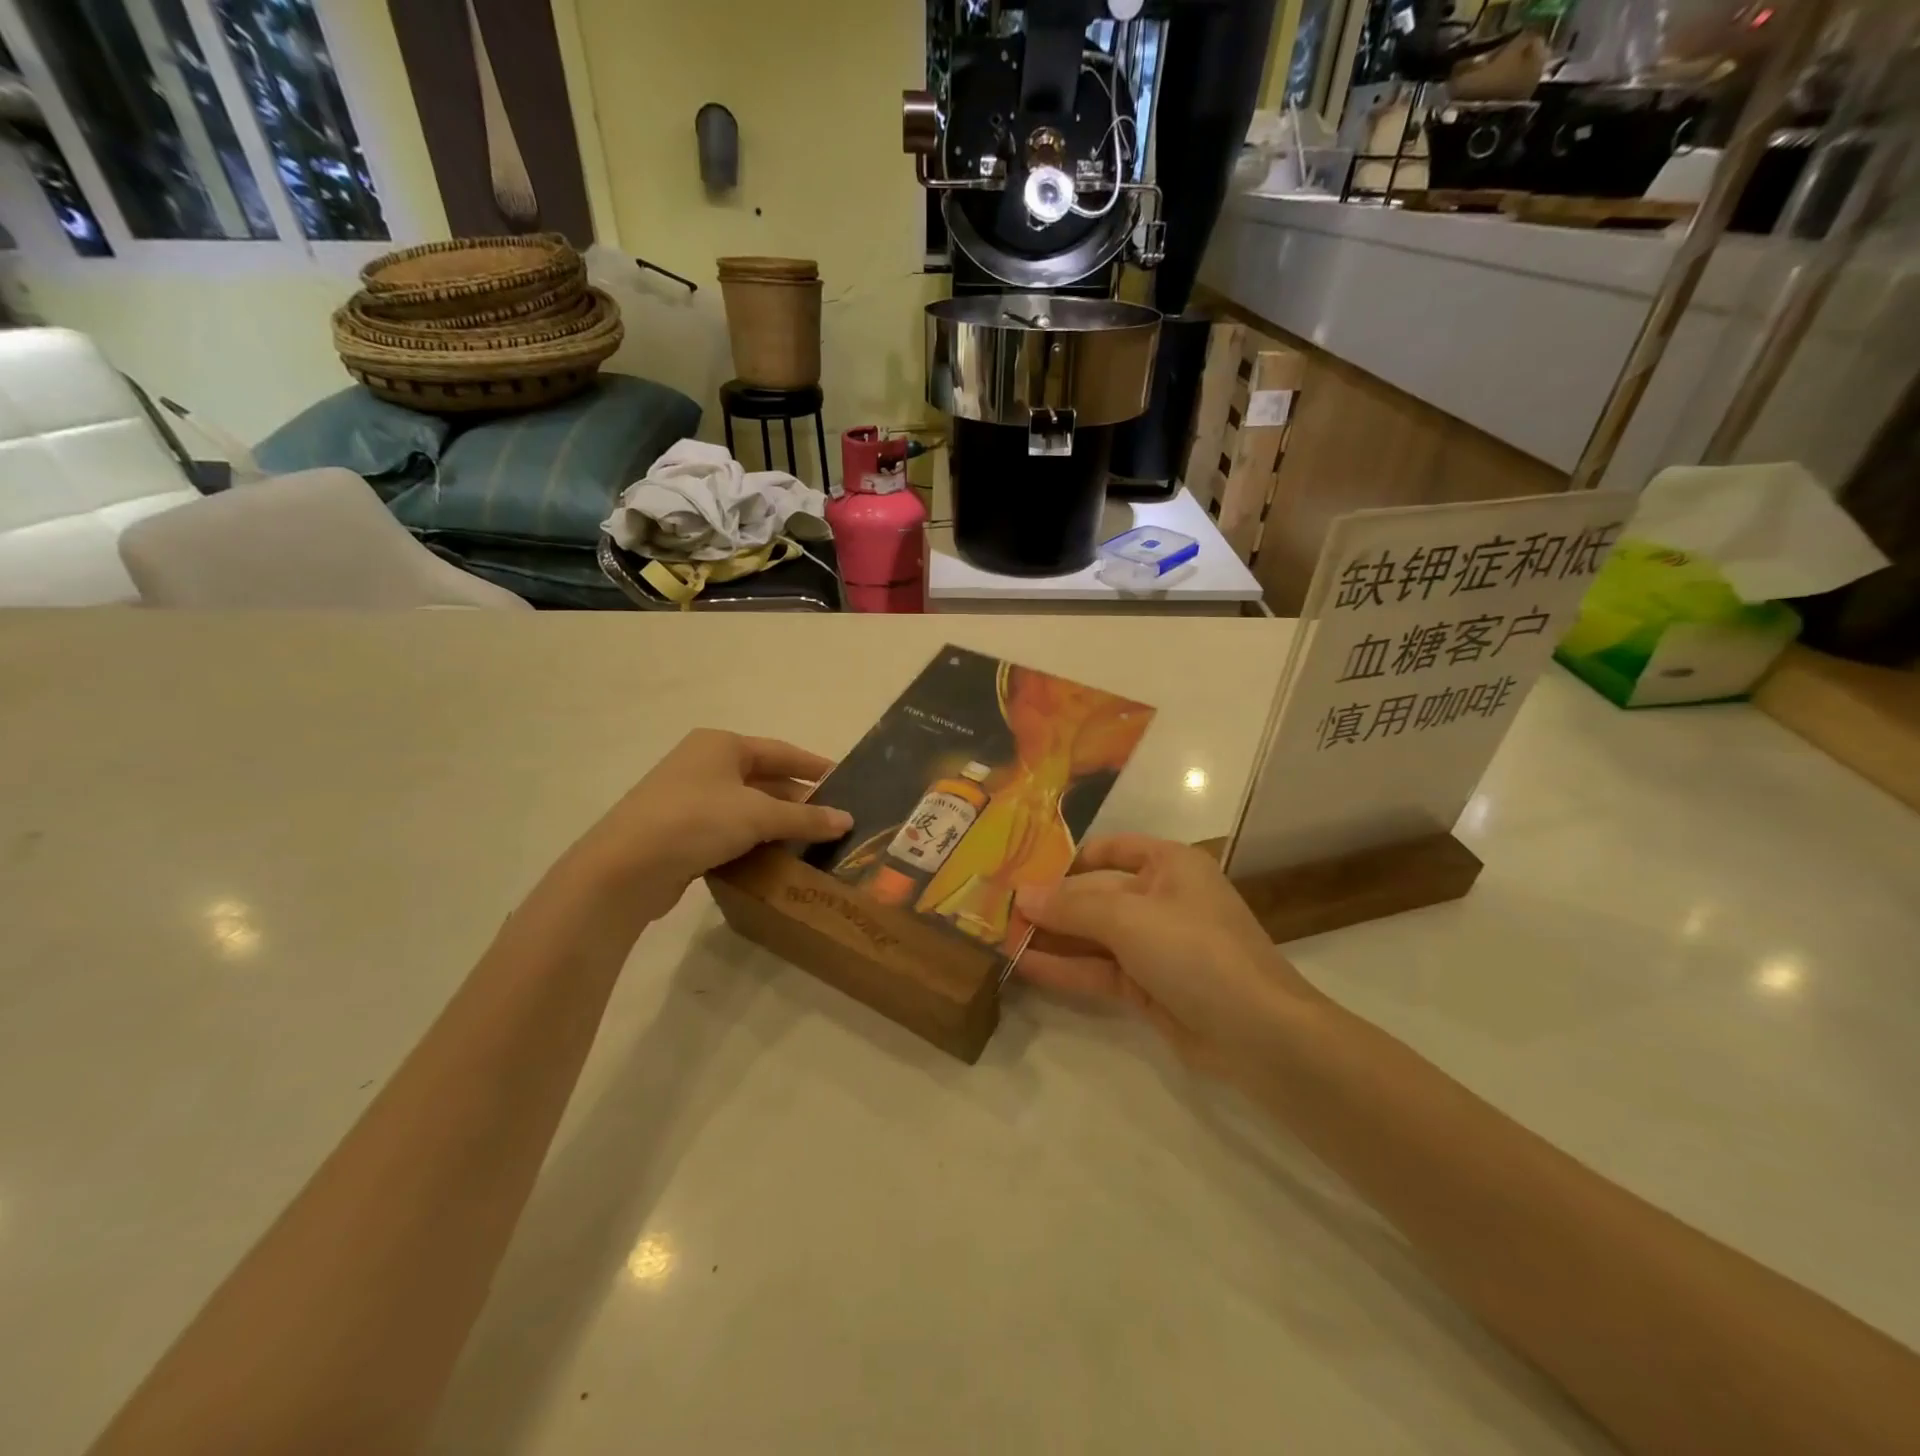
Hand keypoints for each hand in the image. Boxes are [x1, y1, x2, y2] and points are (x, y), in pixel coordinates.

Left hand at [566, 729, 852, 925]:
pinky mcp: (678, 831)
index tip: (845, 779)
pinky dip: (752, 840)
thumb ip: (806, 817)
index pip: (781, 751)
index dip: (814, 766)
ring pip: (746, 807)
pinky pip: (727, 830)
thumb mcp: (759, 815)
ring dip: (776, 823)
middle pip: (764, 778)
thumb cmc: (696, 822)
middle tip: (832, 818)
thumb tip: (847, 820)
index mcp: (721, 746)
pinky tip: (774, 858)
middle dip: (797, 799)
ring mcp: (687, 798)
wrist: (624, 869)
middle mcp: (703, 764)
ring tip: (811, 841)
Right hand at [1014, 834, 1322, 1082]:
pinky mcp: (1149, 986)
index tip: (1019, 870)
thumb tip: (1020, 895)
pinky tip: (1024, 965)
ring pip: (1094, 935)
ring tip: (999, 937)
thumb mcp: (1129, 918)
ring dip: (1052, 937)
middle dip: (1050, 903)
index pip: (1109, 850)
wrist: (1258, 1034)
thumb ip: (1071, 907)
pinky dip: (1066, 968)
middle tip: (996, 908)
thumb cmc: (1195, 950)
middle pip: (1096, 894)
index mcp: (1169, 864)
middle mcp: (1162, 898)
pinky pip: (1100, 970)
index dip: (1065, 860)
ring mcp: (1156, 946)